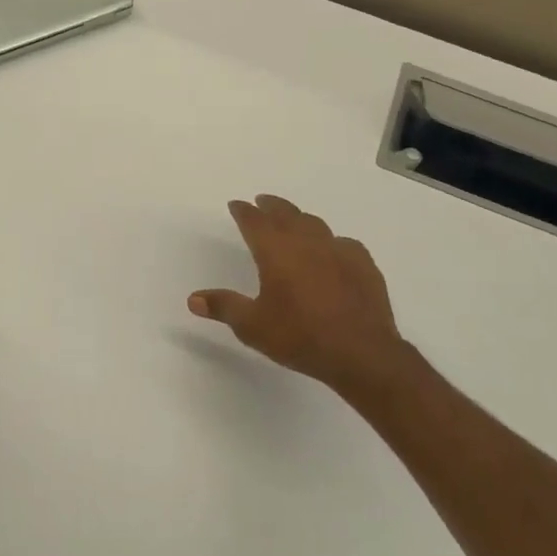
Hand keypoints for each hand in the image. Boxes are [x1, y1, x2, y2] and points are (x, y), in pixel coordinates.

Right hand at [189, 194, 425, 398]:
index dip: (244, 211)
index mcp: (276, 251)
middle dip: (271, 206)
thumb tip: (193, 299)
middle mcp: (306, 242)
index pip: (254, 221)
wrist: (362, 353)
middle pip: (286, 214)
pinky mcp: (363, 265)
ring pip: (315, 224)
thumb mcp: (252, 326)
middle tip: (262, 202)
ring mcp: (338, 250)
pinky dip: (331, 242)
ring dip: (300, 218)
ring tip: (293, 221)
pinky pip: (343, 243)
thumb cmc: (300, 336)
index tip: (236, 205)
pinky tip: (333, 251)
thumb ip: (223, 307)